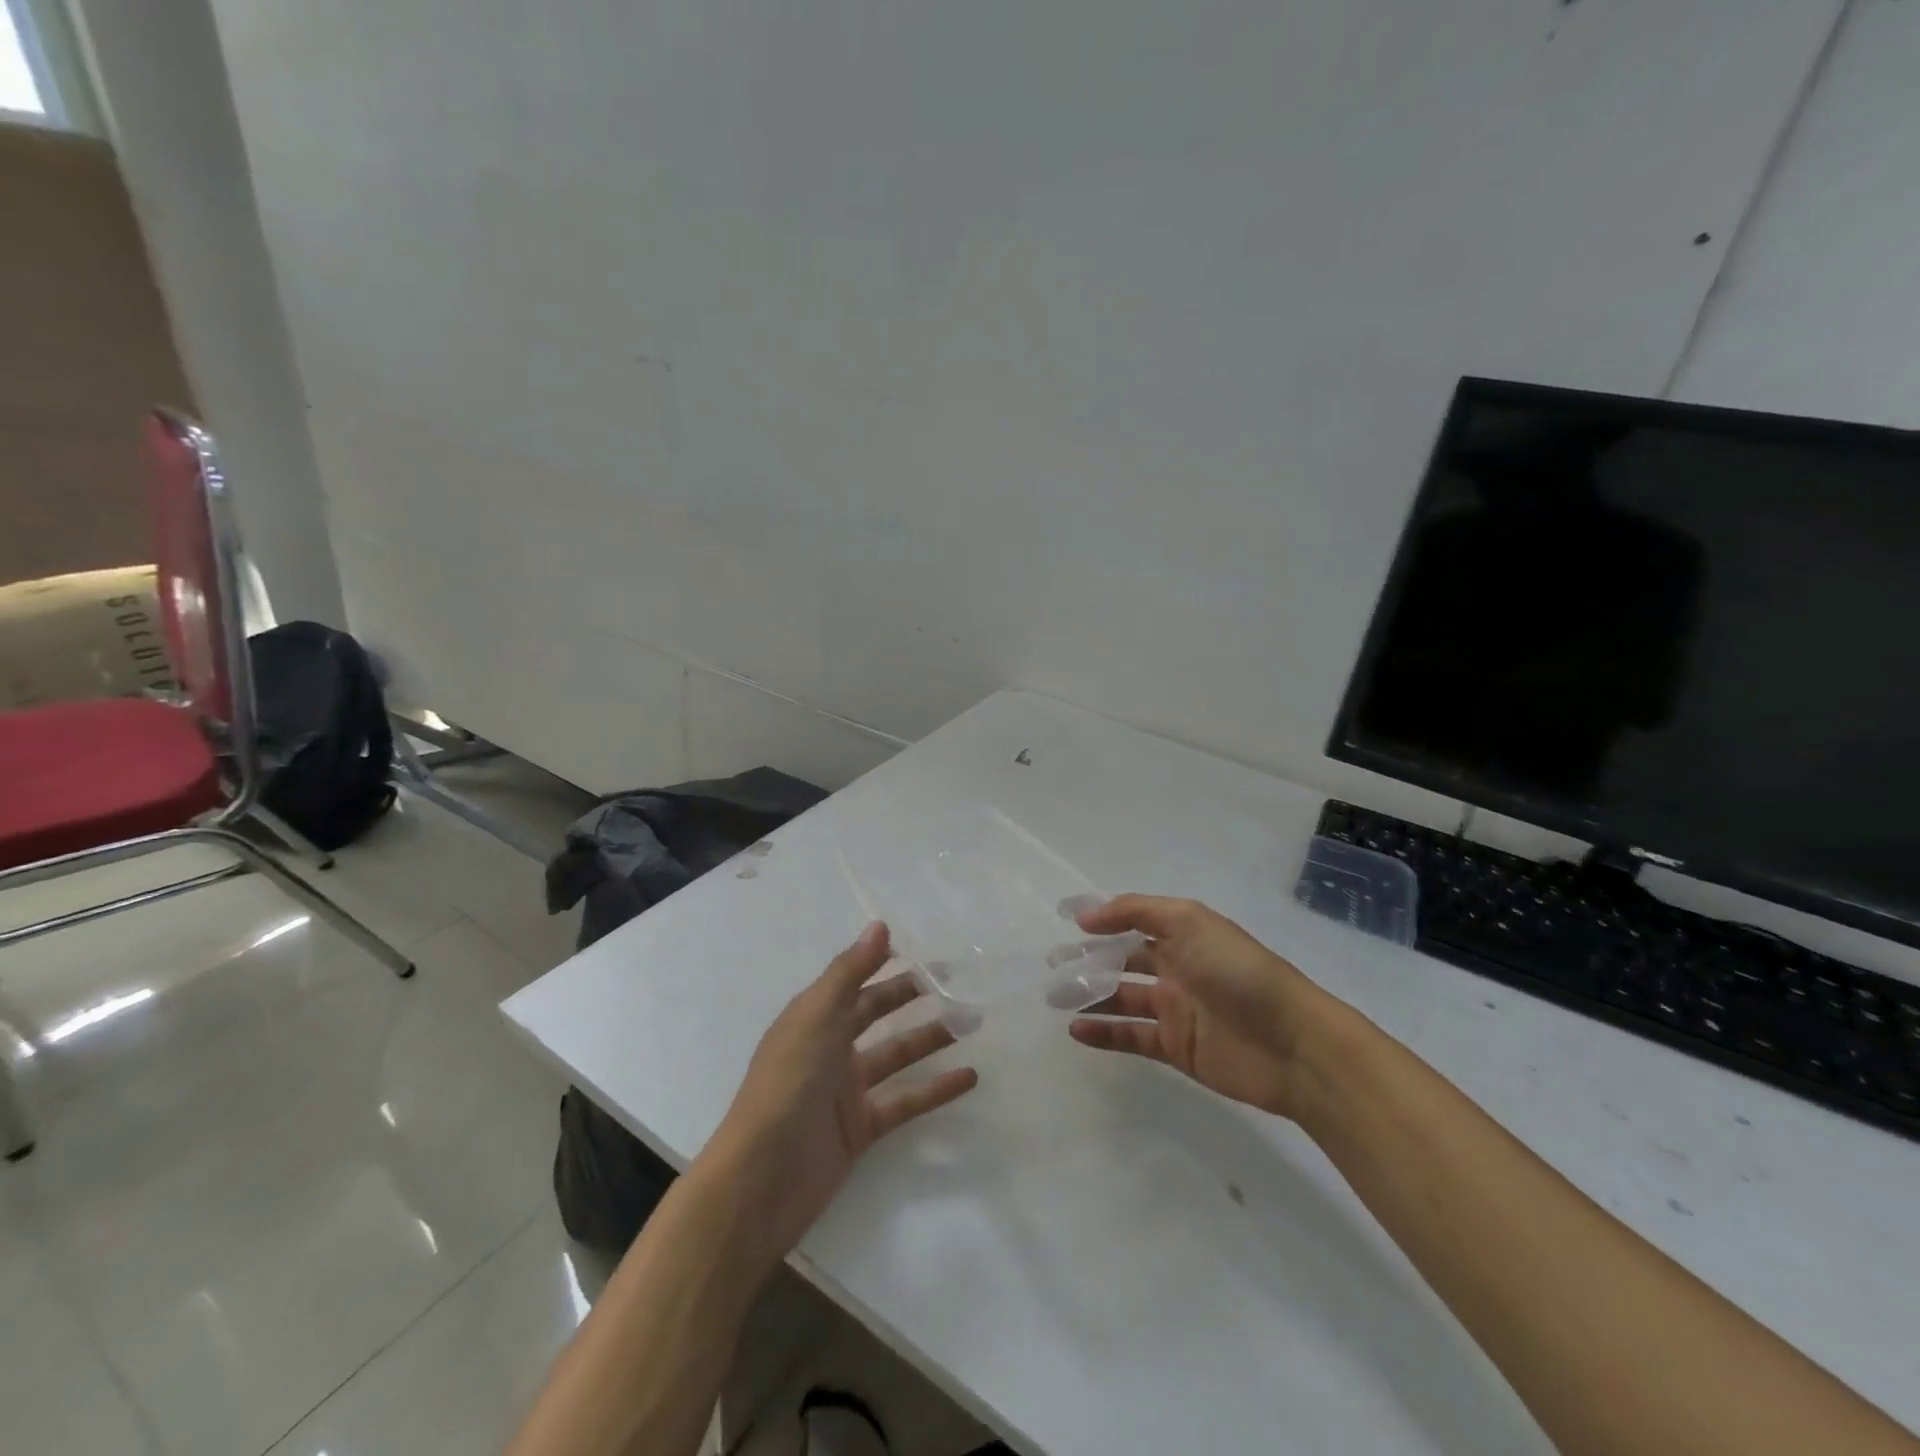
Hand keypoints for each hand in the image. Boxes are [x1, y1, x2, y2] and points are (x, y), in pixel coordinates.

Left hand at [704, 922, 977, 1262]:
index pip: (853, 980)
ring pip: (897, 1054)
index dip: (882, 961)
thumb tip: (880, 925)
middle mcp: (830, 1047)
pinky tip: (969, 1077)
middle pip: (877, 1013)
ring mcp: (846, 1090)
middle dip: (912, 995)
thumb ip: (849, 972)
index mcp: (813, 1017)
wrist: (761, 1181)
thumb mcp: (815, 1018)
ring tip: (972, 1021)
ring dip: (931, 1038)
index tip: (922, 947)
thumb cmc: (786, 1086)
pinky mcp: (861, 1128)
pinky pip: (906, 1100)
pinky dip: (936, 1089)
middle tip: (956, 980)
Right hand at [1069, 895, 1339, 1119]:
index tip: (1066, 922)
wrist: (1292, 1044)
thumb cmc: (1239, 972)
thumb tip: (1086, 917)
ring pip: (1121, 998)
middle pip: (1123, 961)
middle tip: (1052, 965)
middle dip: (1088, 960)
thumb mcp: (1189, 922)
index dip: (1102, 921)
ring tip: (1054, 997)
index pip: (1133, 922)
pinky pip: (1131, 1036)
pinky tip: (1076, 1029)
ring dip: (1089, 996)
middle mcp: (1176, 968)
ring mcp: (1175, 1009)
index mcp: (1183, 935)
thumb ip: (1136, 912)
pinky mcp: (1175, 1047)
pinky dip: (1103, 1033)